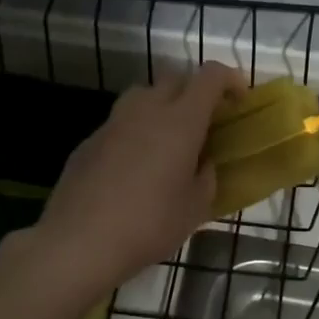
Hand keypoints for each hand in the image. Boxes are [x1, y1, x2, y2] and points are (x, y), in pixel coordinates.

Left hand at [34, 63, 243, 289]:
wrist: (79, 242)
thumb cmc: (149, 225)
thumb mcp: (195, 208)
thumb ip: (206, 177)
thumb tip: (202, 162)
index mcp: (180, 121)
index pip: (209, 76)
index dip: (229, 79)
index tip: (238, 101)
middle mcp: (146, 110)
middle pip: (175, 78)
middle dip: (195, 91)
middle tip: (205, 123)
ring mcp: (113, 122)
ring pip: (143, 95)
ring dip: (162, 107)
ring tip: (168, 141)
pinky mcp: (89, 140)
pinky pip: (120, 123)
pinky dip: (135, 132)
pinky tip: (134, 167)